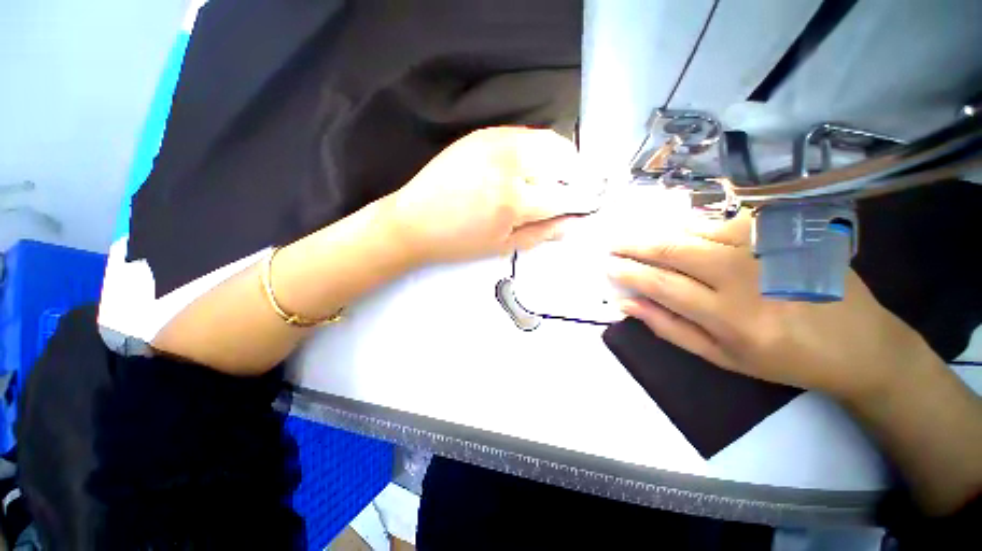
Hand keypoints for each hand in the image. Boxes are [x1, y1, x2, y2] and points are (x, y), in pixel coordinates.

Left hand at [383, 127, 600, 264]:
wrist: (414, 221)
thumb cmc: (457, 242)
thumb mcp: (501, 246)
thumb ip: (541, 234)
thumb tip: (572, 224)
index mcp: (514, 202)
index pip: (564, 197)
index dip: (582, 201)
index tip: (590, 204)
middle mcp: (510, 165)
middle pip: (563, 162)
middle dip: (575, 177)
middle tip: (571, 192)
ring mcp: (496, 143)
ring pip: (548, 141)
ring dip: (561, 160)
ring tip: (555, 178)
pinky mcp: (483, 134)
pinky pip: (525, 134)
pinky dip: (539, 147)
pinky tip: (532, 164)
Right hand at [608, 213, 931, 400]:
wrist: (860, 344)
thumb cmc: (783, 359)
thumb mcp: (719, 357)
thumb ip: (668, 327)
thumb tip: (626, 303)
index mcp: (729, 316)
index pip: (660, 284)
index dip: (627, 271)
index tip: (608, 265)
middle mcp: (746, 276)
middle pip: (673, 249)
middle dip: (634, 244)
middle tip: (613, 243)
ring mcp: (768, 248)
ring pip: (696, 229)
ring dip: (662, 234)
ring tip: (645, 241)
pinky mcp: (785, 233)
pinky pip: (725, 220)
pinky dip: (696, 226)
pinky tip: (687, 234)